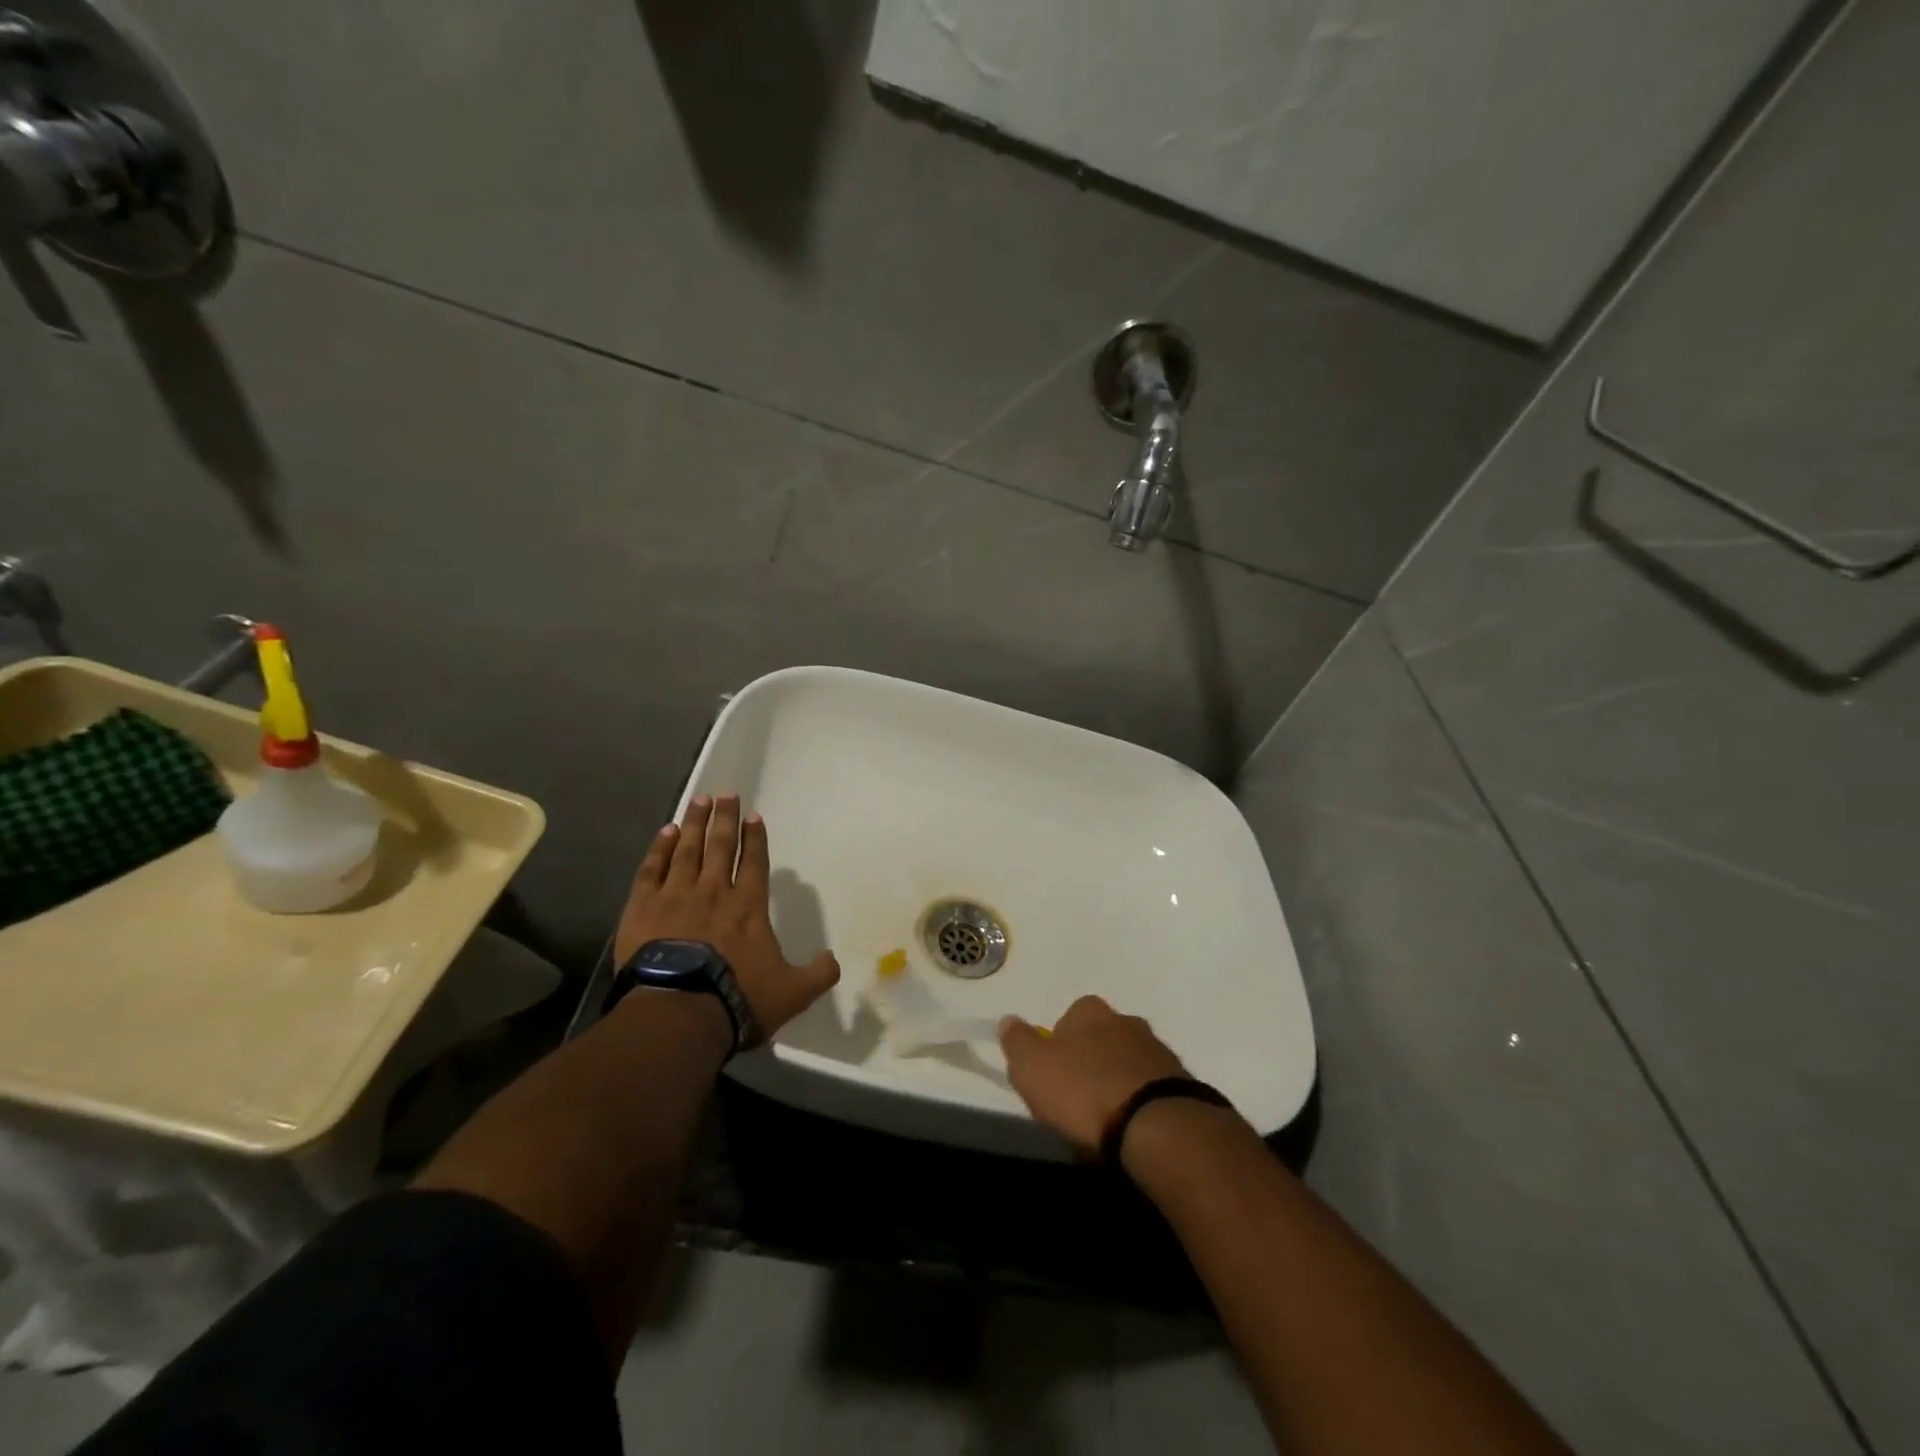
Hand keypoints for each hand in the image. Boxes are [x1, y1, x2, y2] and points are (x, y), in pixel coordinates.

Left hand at [614, 794, 839, 1043]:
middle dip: (725, 819)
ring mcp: (676, 896)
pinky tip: (664, 832)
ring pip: (687, 850)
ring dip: (694, 824)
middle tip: (726, 794)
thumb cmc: (738, 998)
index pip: (754, 862)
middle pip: (720, 846)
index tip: (753, 816)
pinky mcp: (643, 907)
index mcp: (748, 906)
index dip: (755, 838)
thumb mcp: (792, 993)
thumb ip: (817, 974)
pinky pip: (652, 869)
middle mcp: (714, 891)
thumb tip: (833, 960)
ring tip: (699, 801)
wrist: (679, 1011)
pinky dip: (659, 849)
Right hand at [999, 995, 1189, 1154]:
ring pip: (1130, 1060)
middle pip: (1103, 1036)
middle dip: (1092, 1058)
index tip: (1053, 1073)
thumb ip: (1017, 1042)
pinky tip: (1133, 1126)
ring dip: (1119, 1079)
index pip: (1070, 1016)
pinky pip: (1153, 1087)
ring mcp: (1158, 1052)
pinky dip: (1142, 1100)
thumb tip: (1009, 1020)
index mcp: (1090, 1013)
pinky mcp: (1182, 1085)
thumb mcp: (1032, 1068)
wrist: (1155, 1126)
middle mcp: (1127, 1022)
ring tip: (1108, 1116)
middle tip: (1079, 1095)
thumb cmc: (1084, 1092)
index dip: (1059, 1042)